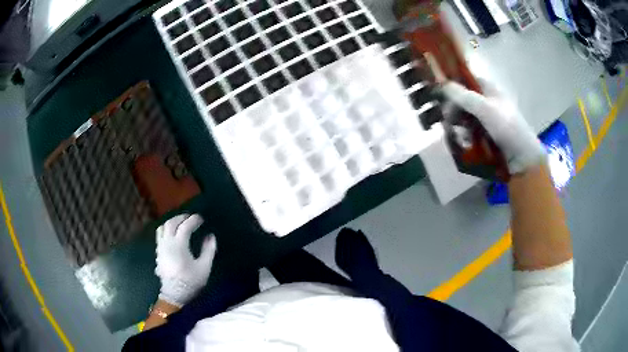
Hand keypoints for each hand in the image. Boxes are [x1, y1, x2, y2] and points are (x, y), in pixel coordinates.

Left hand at [155, 214, 216, 306]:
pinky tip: (172, 235)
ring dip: (171, 222)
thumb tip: (210, 236)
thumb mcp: (204, 267)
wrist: (175, 294)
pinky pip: (159, 235)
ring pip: (162, 227)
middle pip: (171, 223)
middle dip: (181, 218)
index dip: (193, 220)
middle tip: (190, 218)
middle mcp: (167, 242)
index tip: (201, 219)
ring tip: (179, 223)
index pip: (185, 226)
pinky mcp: (158, 253)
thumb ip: (208, 250)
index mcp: (179, 244)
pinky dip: (166, 230)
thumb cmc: (191, 281)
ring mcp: (161, 247)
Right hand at [441, 82, 545, 173]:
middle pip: (462, 99)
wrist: (523, 158)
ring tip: (455, 135)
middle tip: (448, 120)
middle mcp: (486, 101)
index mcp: (488, 89)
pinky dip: (464, 135)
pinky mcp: (485, 135)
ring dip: (457, 124)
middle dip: (453, 108)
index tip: (440, 93)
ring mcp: (486, 119)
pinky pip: (468, 131)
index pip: (466, 79)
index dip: (452, 83)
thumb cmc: (507, 128)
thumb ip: (464, 96)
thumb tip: (442, 84)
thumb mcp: (485, 109)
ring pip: (464, 116)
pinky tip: (463, 142)